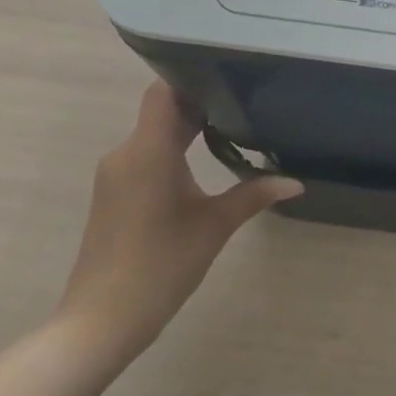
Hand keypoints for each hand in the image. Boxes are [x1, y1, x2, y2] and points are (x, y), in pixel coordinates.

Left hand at [56, 82, 300, 362]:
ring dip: (187, 127)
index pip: (164, 91)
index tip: (230, 74)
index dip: (193, 76)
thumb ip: (255, 194)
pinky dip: (173, 149)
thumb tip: (296, 183)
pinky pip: (146, 154)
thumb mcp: (215, 226)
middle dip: (201, 103)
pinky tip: (201, 160)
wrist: (100, 322)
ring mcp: (116, 174)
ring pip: (154, 132)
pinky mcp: (114, 193)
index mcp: (149, 151)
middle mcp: (127, 153)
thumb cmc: (160, 266)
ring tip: (232, 124)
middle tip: (246, 97)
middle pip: (162, 110)